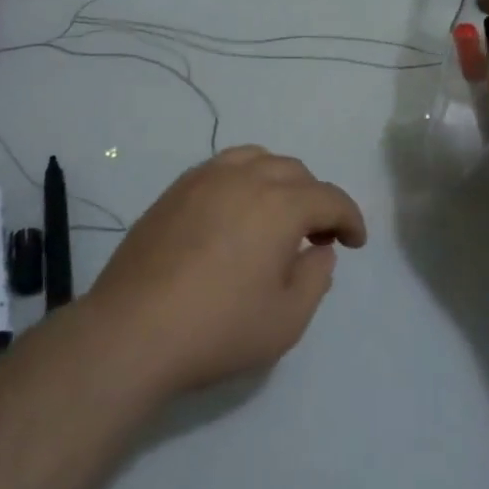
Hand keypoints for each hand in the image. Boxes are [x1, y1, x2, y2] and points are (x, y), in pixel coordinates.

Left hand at [86, 147, 367, 396]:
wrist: (133, 330)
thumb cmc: (219, 328)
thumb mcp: (287, 319)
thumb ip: (315, 277)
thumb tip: (319, 249)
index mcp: (280, 205)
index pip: (329, 197)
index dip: (350, 217)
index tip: (355, 242)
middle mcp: (245, 178)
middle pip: (295, 171)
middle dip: (315, 199)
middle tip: (316, 235)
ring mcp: (205, 179)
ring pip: (257, 159)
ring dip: (279, 181)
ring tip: (277, 215)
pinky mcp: (175, 190)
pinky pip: (222, 167)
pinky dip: (244, 179)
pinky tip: (236, 212)